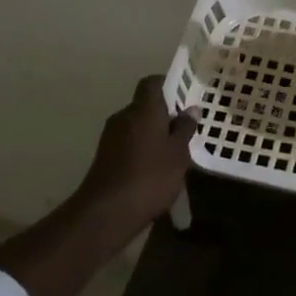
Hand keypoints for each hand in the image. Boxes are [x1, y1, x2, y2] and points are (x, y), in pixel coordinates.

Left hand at [74, 75, 198, 234]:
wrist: (107, 212)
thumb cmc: (150, 177)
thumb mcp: (178, 154)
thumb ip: (185, 129)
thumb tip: (191, 109)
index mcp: (143, 109)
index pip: (152, 83)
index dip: (168, 85)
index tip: (184, 98)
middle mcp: (124, 116)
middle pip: (145, 106)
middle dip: (164, 115)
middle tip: (184, 131)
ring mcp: (110, 136)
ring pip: (136, 126)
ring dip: (152, 134)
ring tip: (172, 154)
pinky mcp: (104, 156)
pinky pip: (128, 143)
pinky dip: (141, 149)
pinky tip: (154, 170)